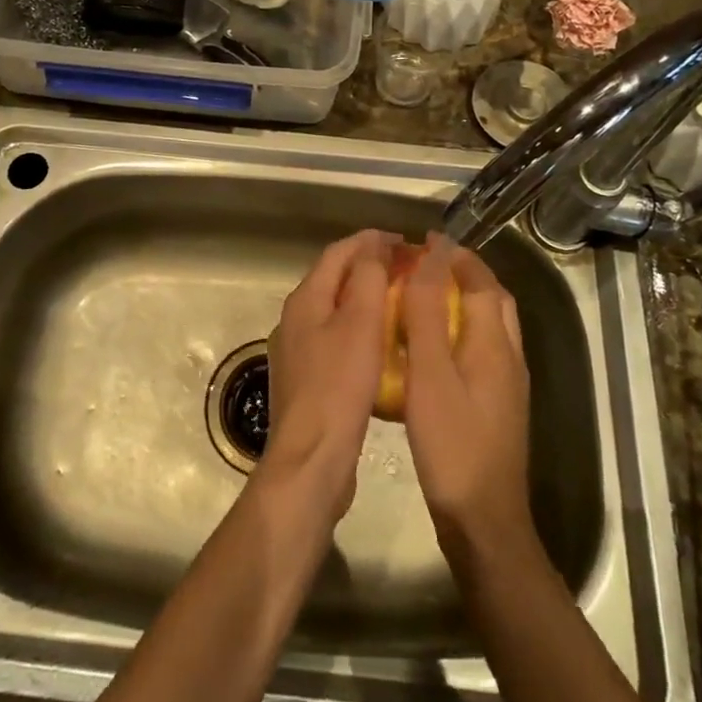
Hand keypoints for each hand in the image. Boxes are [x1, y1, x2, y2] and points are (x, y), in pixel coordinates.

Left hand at [263, 229, 396, 520]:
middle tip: (407, 270)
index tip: (405, 242)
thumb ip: (367, 277)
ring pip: (335, 311)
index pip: (338, 253)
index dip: (370, 241)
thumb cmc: (339, 386)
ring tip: (400, 303)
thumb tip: (374, 244)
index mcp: (305, 299)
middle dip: (369, 268)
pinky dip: (360, 332)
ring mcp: (297, 351)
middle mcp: (295, 319)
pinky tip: (382, 347)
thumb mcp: (360, 323)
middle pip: (334, 279)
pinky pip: (336, 341)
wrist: (311, 460)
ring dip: (365, 300)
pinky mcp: (307, 381)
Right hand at [400, 236, 534, 555]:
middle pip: (493, 300)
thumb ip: (429, 314)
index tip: (425, 239)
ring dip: (463, 302)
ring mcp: (507, 385)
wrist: (484, 524)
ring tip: (425, 298)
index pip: (481, 282)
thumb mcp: (432, 375)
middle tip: (427, 264)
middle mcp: (509, 358)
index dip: (455, 256)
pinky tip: (431, 351)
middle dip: (465, 274)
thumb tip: (431, 258)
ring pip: (490, 326)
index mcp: (495, 344)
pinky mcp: (497, 407)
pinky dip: (459, 332)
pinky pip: (481, 351)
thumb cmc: (453, 445)